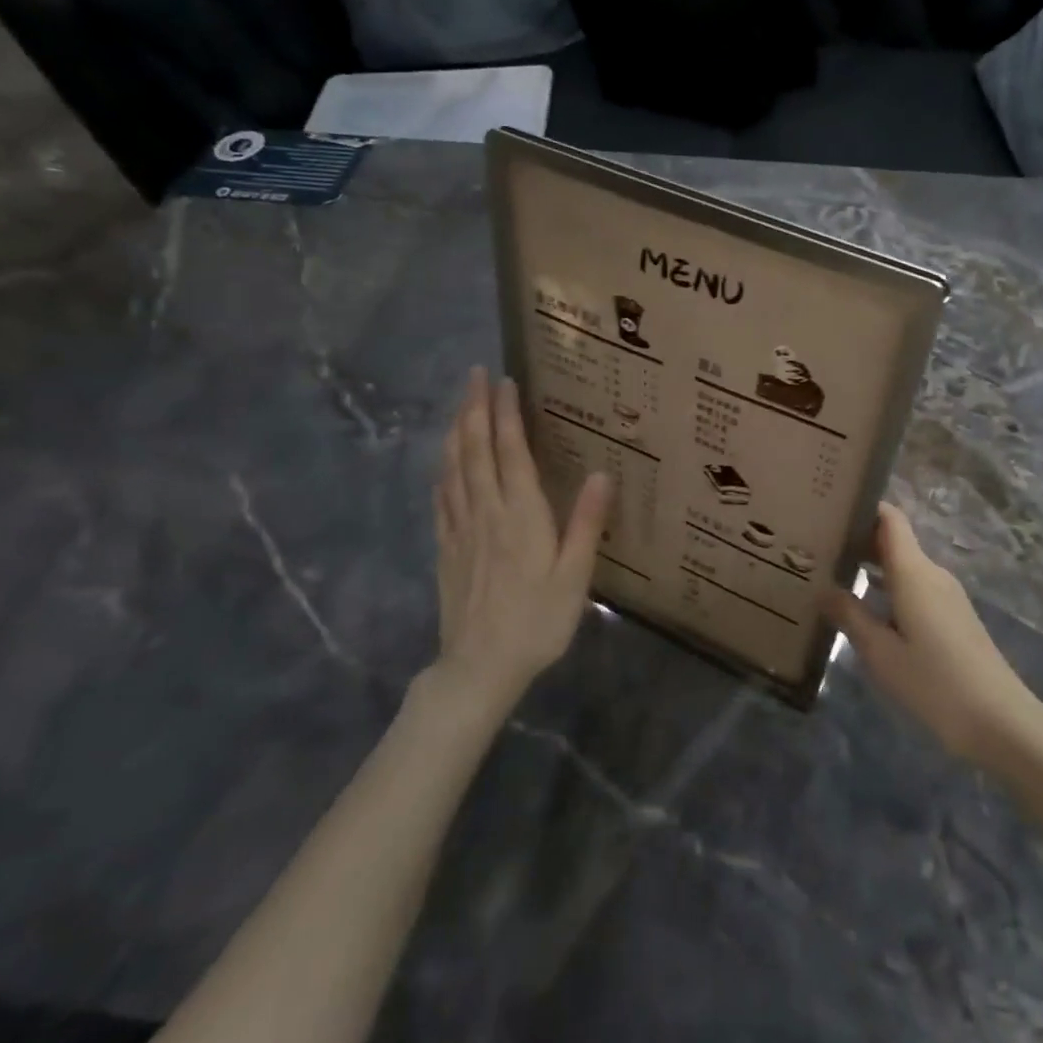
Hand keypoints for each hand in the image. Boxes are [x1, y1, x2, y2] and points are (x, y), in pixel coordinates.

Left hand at [433, 367, 611, 700]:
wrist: (479, 668)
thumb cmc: (537, 622)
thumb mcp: (574, 576)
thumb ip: (586, 523)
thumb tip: (601, 473)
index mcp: (521, 515)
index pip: (510, 452)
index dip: (506, 414)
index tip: (504, 381)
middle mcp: (486, 512)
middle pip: (476, 450)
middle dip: (474, 408)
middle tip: (474, 374)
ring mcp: (460, 530)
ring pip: (453, 468)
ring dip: (456, 431)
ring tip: (459, 404)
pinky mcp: (446, 549)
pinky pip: (441, 498)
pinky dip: (443, 470)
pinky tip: (444, 462)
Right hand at [823, 503, 1041, 764]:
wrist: (999, 721)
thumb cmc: (934, 683)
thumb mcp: (881, 653)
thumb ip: (850, 615)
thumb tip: (822, 588)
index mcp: (914, 572)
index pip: (889, 518)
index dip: (861, 506)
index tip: (828, 507)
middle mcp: (932, 573)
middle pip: (893, 539)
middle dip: (857, 537)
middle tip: (816, 546)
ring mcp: (946, 594)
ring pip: (903, 565)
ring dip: (871, 564)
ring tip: (831, 574)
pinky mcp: (952, 615)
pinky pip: (914, 586)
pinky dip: (888, 586)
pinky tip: (866, 607)